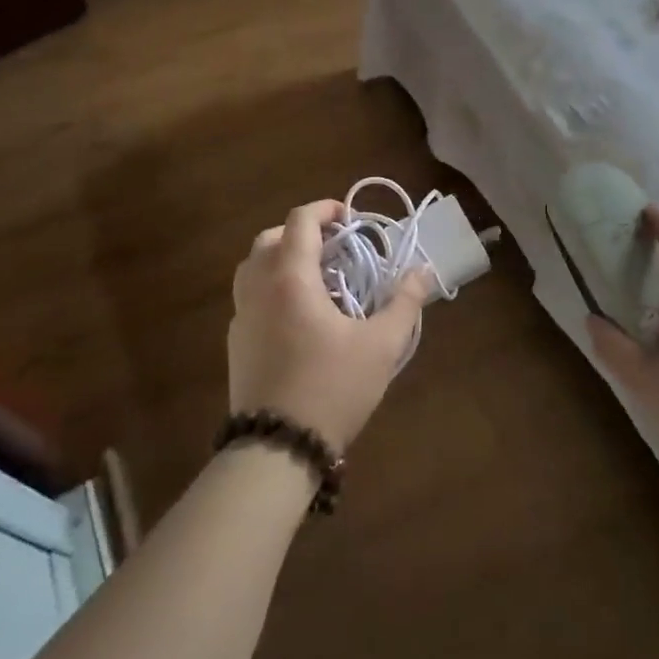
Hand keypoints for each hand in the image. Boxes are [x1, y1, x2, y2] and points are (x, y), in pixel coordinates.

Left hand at [229, 199, 427, 450]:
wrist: (277, 449)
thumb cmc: (331, 387)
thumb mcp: (381, 345)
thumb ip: (405, 302)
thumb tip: (423, 270)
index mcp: (290, 278)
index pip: (300, 221)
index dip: (325, 209)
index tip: (350, 218)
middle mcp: (258, 288)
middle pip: (270, 238)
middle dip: (302, 232)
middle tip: (334, 247)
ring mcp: (241, 317)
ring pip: (253, 267)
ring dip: (281, 258)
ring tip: (316, 277)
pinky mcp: (235, 343)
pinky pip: (249, 296)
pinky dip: (270, 286)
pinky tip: (298, 315)